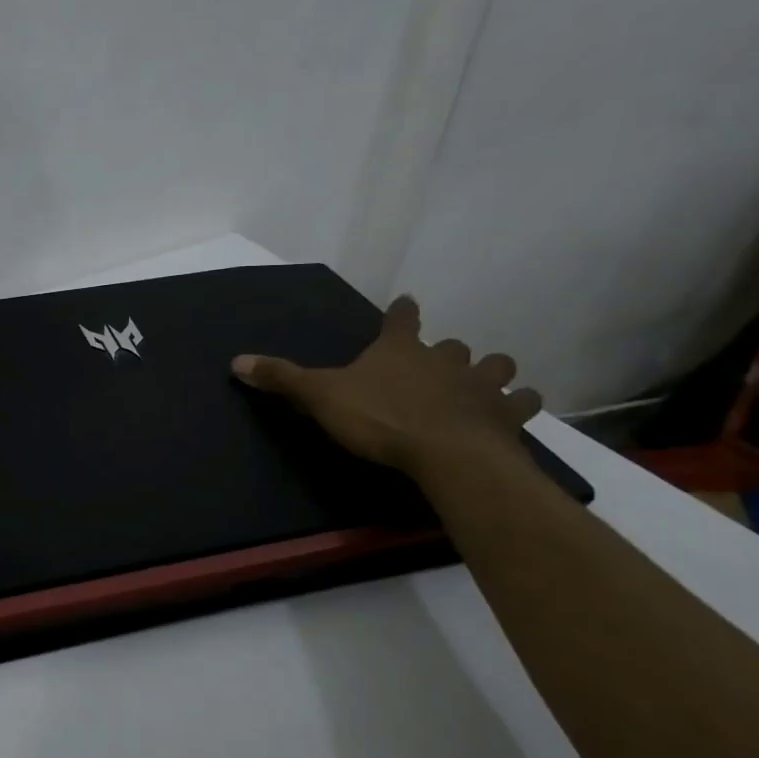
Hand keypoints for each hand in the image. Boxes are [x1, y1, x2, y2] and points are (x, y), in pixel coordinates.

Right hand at [231, 295, 542, 481]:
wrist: (446, 454)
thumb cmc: (380, 418)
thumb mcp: (320, 397)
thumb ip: (282, 378)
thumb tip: (236, 361)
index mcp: (400, 350)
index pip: (401, 319)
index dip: (402, 312)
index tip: (406, 303)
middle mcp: (444, 359)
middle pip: (451, 345)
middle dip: (446, 351)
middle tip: (439, 363)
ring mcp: (480, 386)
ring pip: (495, 366)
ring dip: (491, 371)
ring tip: (486, 381)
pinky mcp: (506, 416)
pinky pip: (522, 403)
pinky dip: (520, 404)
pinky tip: (516, 411)